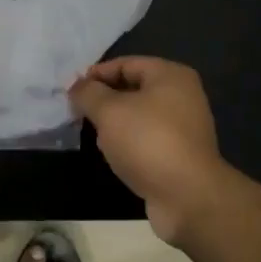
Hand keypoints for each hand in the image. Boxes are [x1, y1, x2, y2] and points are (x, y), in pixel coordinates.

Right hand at [69, 57, 231, 244]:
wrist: (188, 198)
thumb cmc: (148, 141)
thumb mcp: (109, 111)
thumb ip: (88, 93)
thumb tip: (75, 85)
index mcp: (170, 75)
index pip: (125, 64)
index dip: (96, 75)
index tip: (72, 91)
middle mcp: (182, 96)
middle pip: (132, 89)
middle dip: (104, 100)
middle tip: (79, 112)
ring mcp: (184, 127)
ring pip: (138, 116)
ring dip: (115, 124)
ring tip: (94, 135)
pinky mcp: (181, 154)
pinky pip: (147, 139)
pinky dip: (129, 143)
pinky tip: (113, 156)